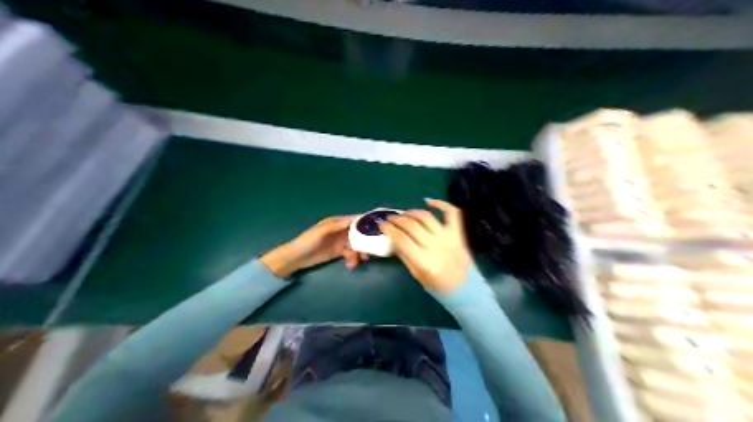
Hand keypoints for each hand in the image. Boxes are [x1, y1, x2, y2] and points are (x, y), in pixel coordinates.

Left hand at [259, 217, 367, 278]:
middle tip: (372, 250)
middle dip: (365, 241)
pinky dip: (353, 259)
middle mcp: (341, 230)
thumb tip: (353, 220)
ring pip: (356, 245)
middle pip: (358, 233)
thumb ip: (336, 226)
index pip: (354, 220)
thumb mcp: (321, 232)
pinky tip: (351, 265)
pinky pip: (350, 254)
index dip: (365, 222)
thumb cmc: (307, 241)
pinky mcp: (339, 252)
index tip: (377, 227)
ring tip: (359, 261)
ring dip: (359, 253)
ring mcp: (340, 241)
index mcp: (337, 222)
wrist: (296, 258)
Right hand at [383, 200, 468, 294]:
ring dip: (412, 212)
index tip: (381, 225)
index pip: (401, 238)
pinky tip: (428, 201)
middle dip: (397, 219)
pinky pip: (451, 213)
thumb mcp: (417, 275)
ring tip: (404, 214)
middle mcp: (435, 245)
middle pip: (411, 225)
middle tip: (390, 218)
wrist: (466, 289)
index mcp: (423, 260)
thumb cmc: (439, 286)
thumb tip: (394, 240)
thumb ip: (405, 256)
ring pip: (426, 217)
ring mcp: (448, 237)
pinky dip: (441, 204)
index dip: (389, 229)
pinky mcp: (458, 233)